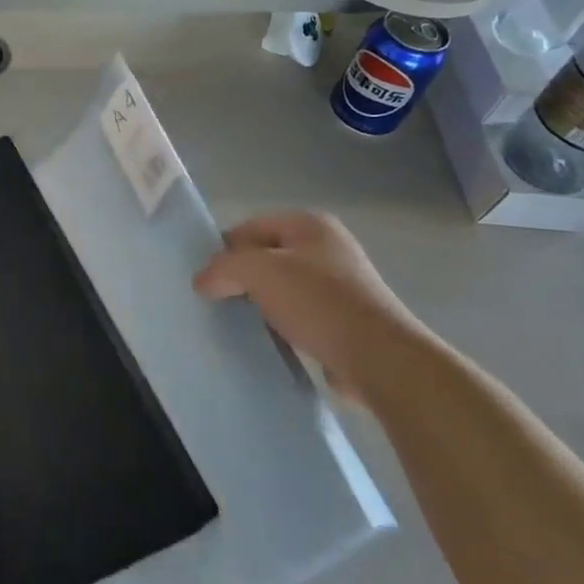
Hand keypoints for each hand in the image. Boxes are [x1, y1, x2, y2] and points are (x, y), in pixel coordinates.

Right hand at [193, 212, 432, 403]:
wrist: (380, 359)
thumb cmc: (318, 302)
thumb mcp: (259, 272)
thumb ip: (223, 268)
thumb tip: (202, 281)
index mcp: (310, 224)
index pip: (249, 227)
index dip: (224, 250)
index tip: (206, 279)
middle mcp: (327, 247)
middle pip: (266, 256)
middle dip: (241, 278)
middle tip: (218, 302)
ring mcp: (340, 285)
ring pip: (282, 288)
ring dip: (261, 304)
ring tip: (241, 324)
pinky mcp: (345, 320)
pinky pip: (300, 316)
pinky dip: (282, 326)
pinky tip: (271, 341)